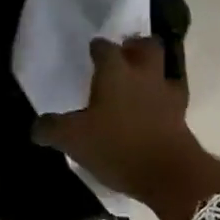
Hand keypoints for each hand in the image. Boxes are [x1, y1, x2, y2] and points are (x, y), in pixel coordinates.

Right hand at [36, 38, 219, 219]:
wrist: (169, 173)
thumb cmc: (117, 146)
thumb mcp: (73, 140)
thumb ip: (52, 129)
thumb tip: (37, 127)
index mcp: (115, 72)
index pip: (105, 47)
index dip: (97, 47)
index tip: (92, 50)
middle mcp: (144, 74)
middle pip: (147, 46)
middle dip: (136, 46)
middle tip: (124, 54)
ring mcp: (167, 94)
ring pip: (165, 69)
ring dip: (154, 71)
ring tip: (141, 81)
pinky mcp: (182, 116)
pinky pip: (173, 97)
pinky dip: (164, 99)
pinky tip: (155, 109)